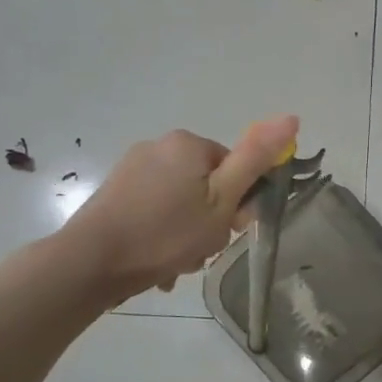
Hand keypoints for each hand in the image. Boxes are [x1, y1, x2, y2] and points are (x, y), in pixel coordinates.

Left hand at [51, 115, 299, 306]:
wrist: (90, 262)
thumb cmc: (166, 233)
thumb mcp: (222, 200)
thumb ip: (256, 159)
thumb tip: (291, 117)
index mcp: (188, 144)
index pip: (234, 169)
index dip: (237, 203)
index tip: (228, 230)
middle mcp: (159, 146)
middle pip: (207, 186)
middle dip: (209, 221)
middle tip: (201, 250)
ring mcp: (133, 169)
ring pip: (181, 202)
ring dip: (187, 234)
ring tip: (177, 263)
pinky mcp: (115, 192)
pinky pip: (155, 211)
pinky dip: (162, 234)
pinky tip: (158, 262)